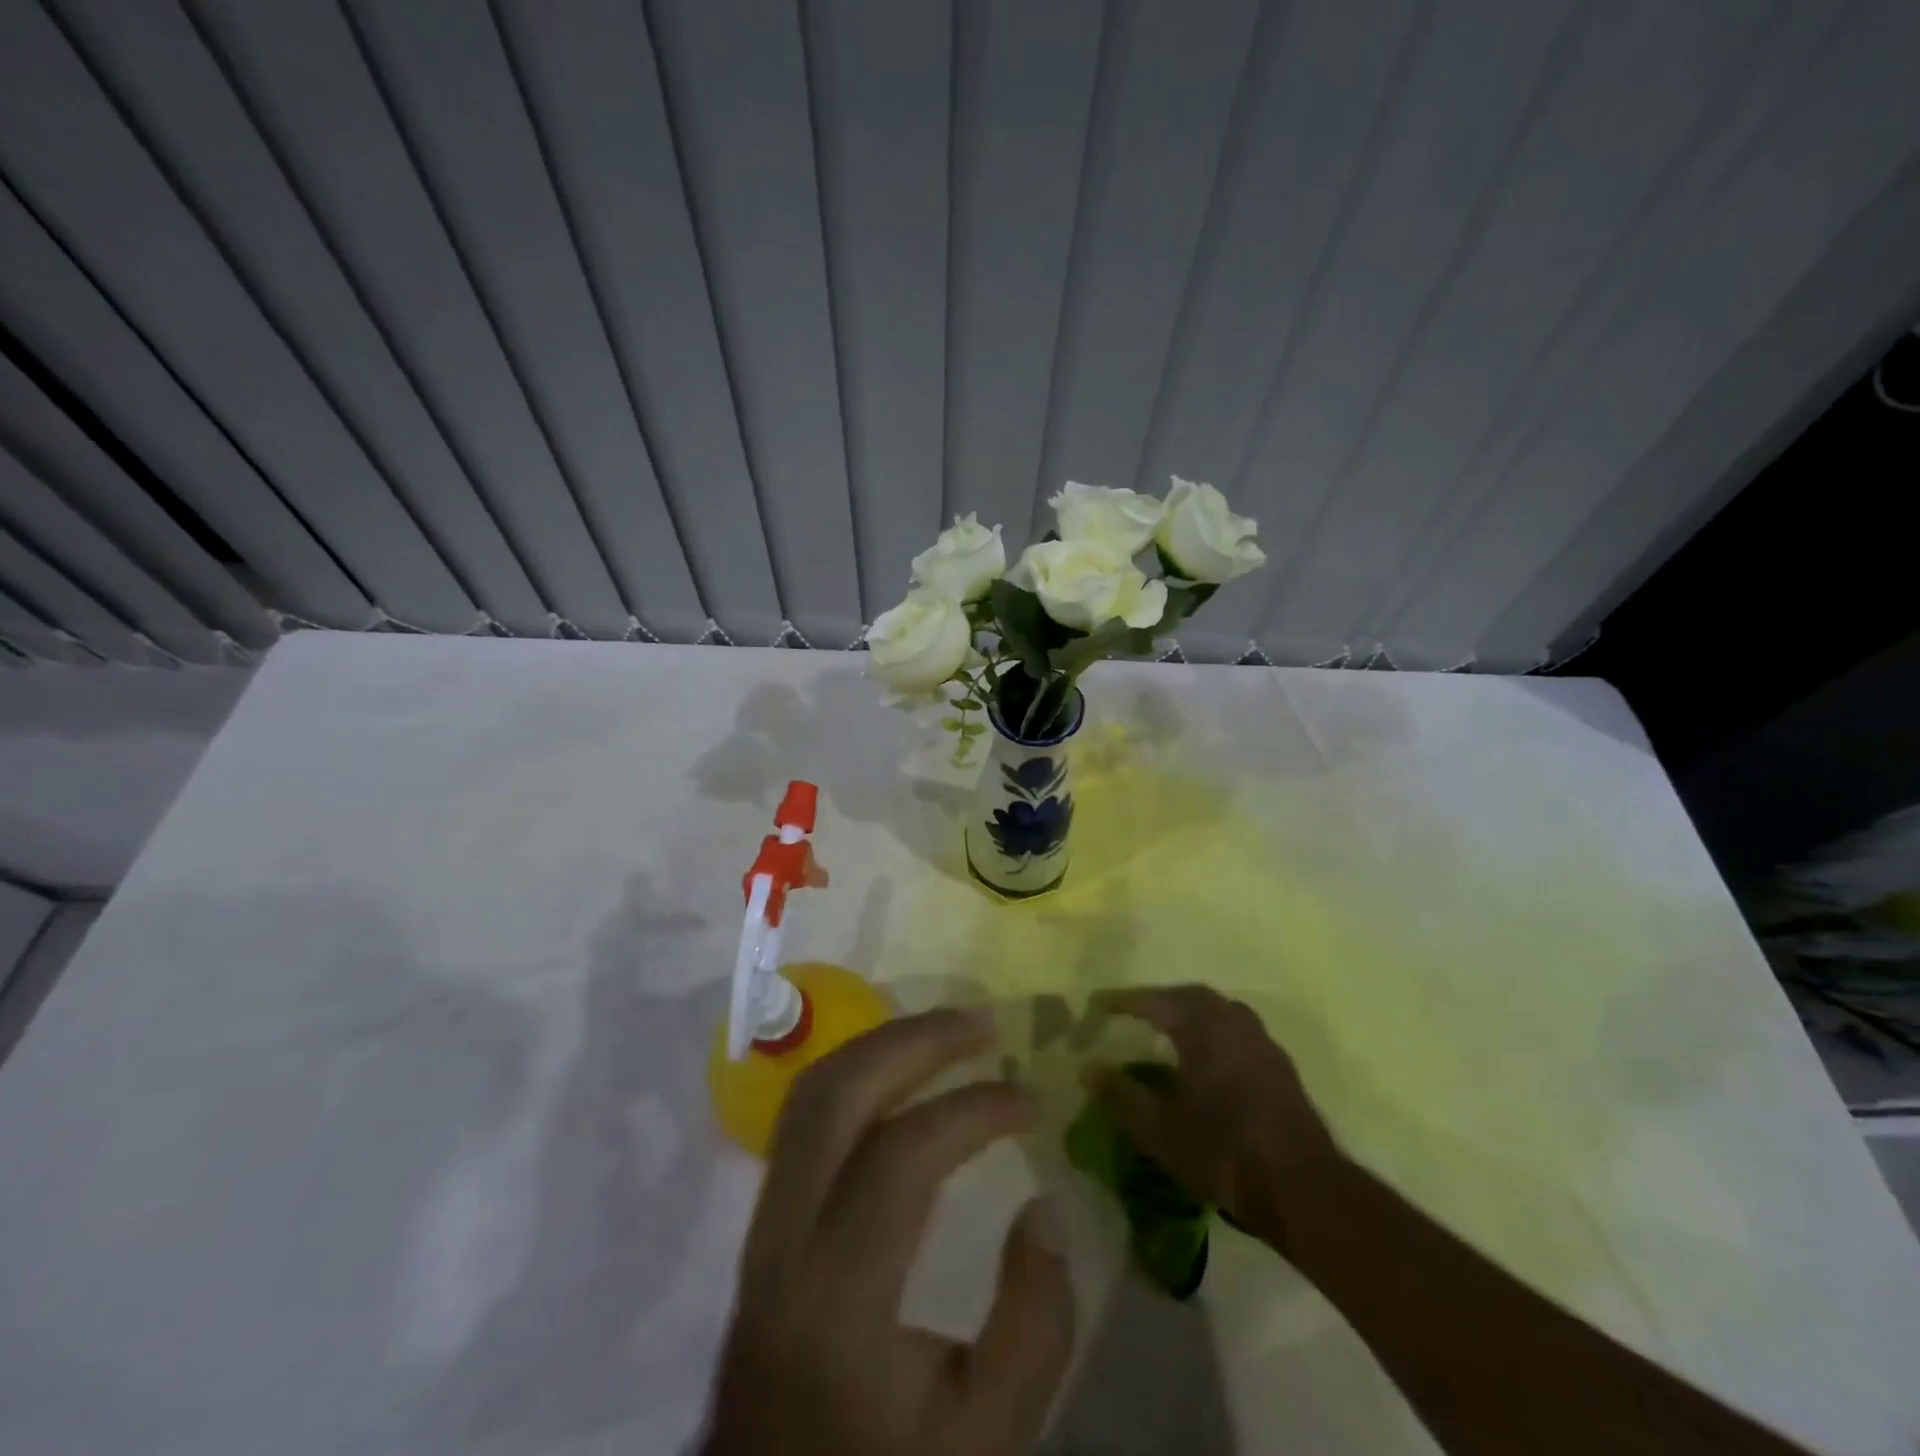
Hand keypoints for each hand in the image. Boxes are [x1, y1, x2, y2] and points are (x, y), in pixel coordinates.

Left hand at [703, 1008, 1075, 1455]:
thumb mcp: (987, 1439)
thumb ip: (1033, 1325)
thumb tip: (1043, 1205)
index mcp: (837, 1298)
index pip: (902, 1156)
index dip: (973, 1110)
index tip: (1031, 1099)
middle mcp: (784, 1240)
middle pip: (838, 1096)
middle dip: (916, 1041)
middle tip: (983, 1022)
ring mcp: (763, 1223)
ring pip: (811, 1093)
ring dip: (882, 1044)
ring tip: (947, 1030)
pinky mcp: (763, 1219)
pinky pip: (803, 1116)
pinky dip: (856, 1072)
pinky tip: (900, 1067)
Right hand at [1086, 985, 1339, 1246]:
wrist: (1301, 1188)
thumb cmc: (1222, 1151)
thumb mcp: (1159, 1130)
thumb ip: (1121, 1096)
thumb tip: (1088, 1070)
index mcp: (1201, 1028)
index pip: (1154, 1001)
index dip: (1124, 1001)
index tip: (1100, 1005)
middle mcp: (1233, 1023)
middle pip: (1191, 996)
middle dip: (1160, 999)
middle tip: (1136, 1012)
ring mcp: (1261, 1042)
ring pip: (1221, 1009)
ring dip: (1193, 1012)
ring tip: (1171, 1029)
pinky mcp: (1280, 1065)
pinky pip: (1240, 1030)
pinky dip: (1216, 1030)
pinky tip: (1209, 1057)